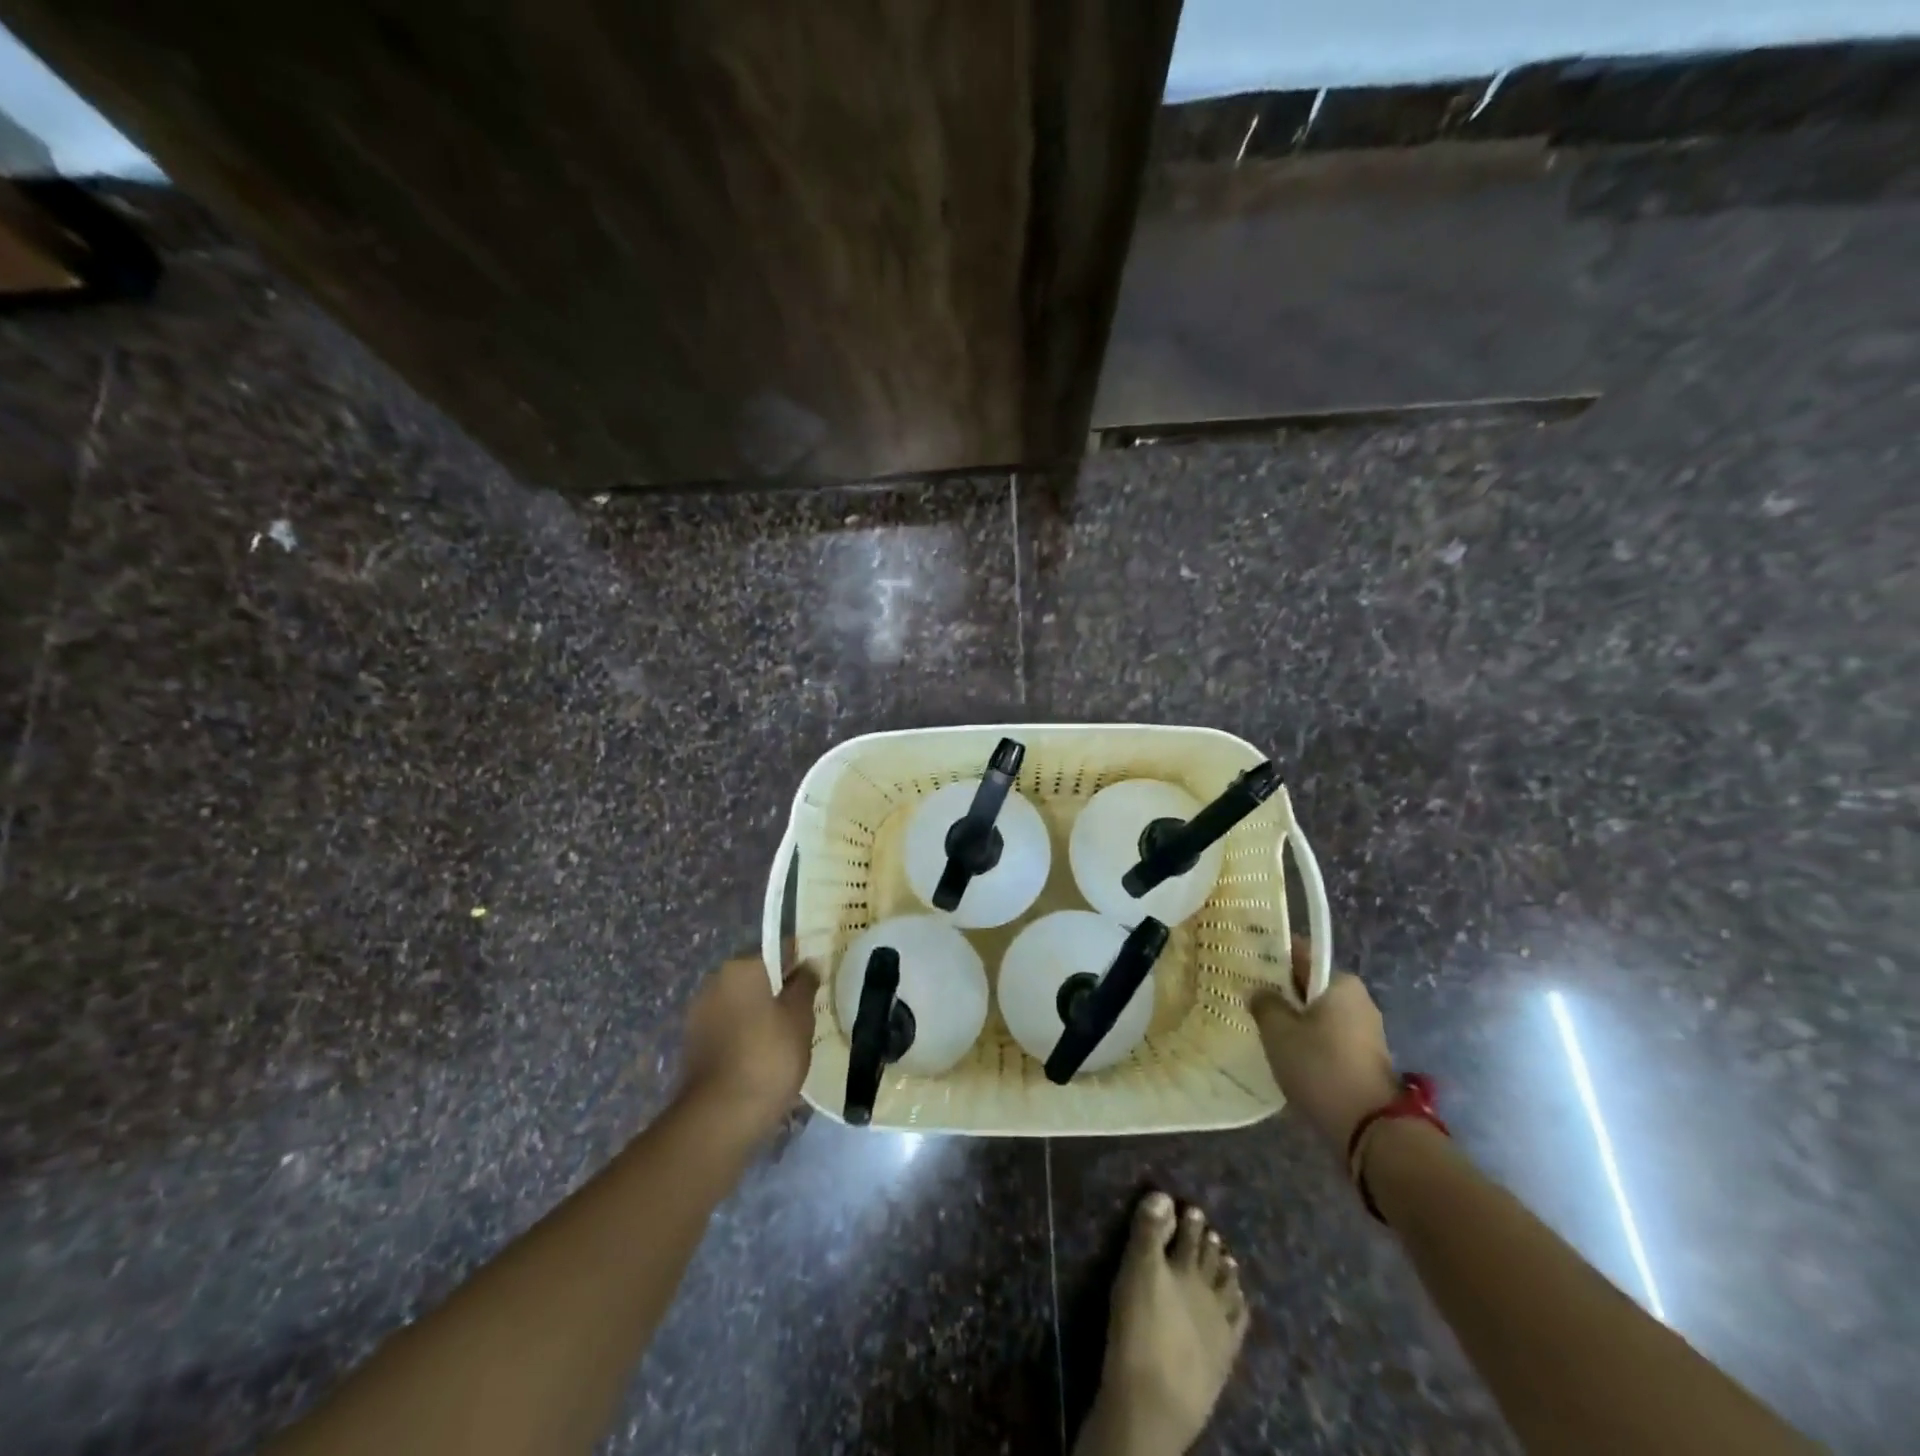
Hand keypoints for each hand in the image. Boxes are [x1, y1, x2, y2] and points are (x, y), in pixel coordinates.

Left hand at [678, 950, 819, 1135]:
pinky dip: (746, 1036)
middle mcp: (715, 981)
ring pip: (742, 1004)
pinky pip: (729, 1028)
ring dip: (761, 1015)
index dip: (801, 964)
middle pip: (757, 978)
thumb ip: (805, 984)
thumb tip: (807, 965)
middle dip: (779, 991)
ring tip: (787, 1040)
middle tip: (805, 1014)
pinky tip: (764, 1058)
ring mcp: (699, 1014)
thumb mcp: (799, 1017)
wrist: (720, 1116)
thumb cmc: (768, 1056)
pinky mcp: (694, 1044)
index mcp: (741, 967)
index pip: (778, 952)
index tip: (817, 983)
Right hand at [1249, 939, 1399, 1154]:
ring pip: (1317, 1012)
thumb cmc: (1320, 1066)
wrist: (1370, 1129)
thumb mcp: (1278, 1031)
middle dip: (1280, 989)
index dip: (1270, 956)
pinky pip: (1327, 1035)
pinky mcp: (1364, 1057)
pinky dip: (1306, 1038)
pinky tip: (1283, 1051)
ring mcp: (1364, 1030)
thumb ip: (1264, 1003)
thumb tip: (1260, 992)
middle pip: (1309, 983)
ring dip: (1292, 1017)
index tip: (1245, 962)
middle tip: (1247, 996)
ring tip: (1260, 1025)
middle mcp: (1357, 999)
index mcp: (1340, 982)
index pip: (1300, 953)